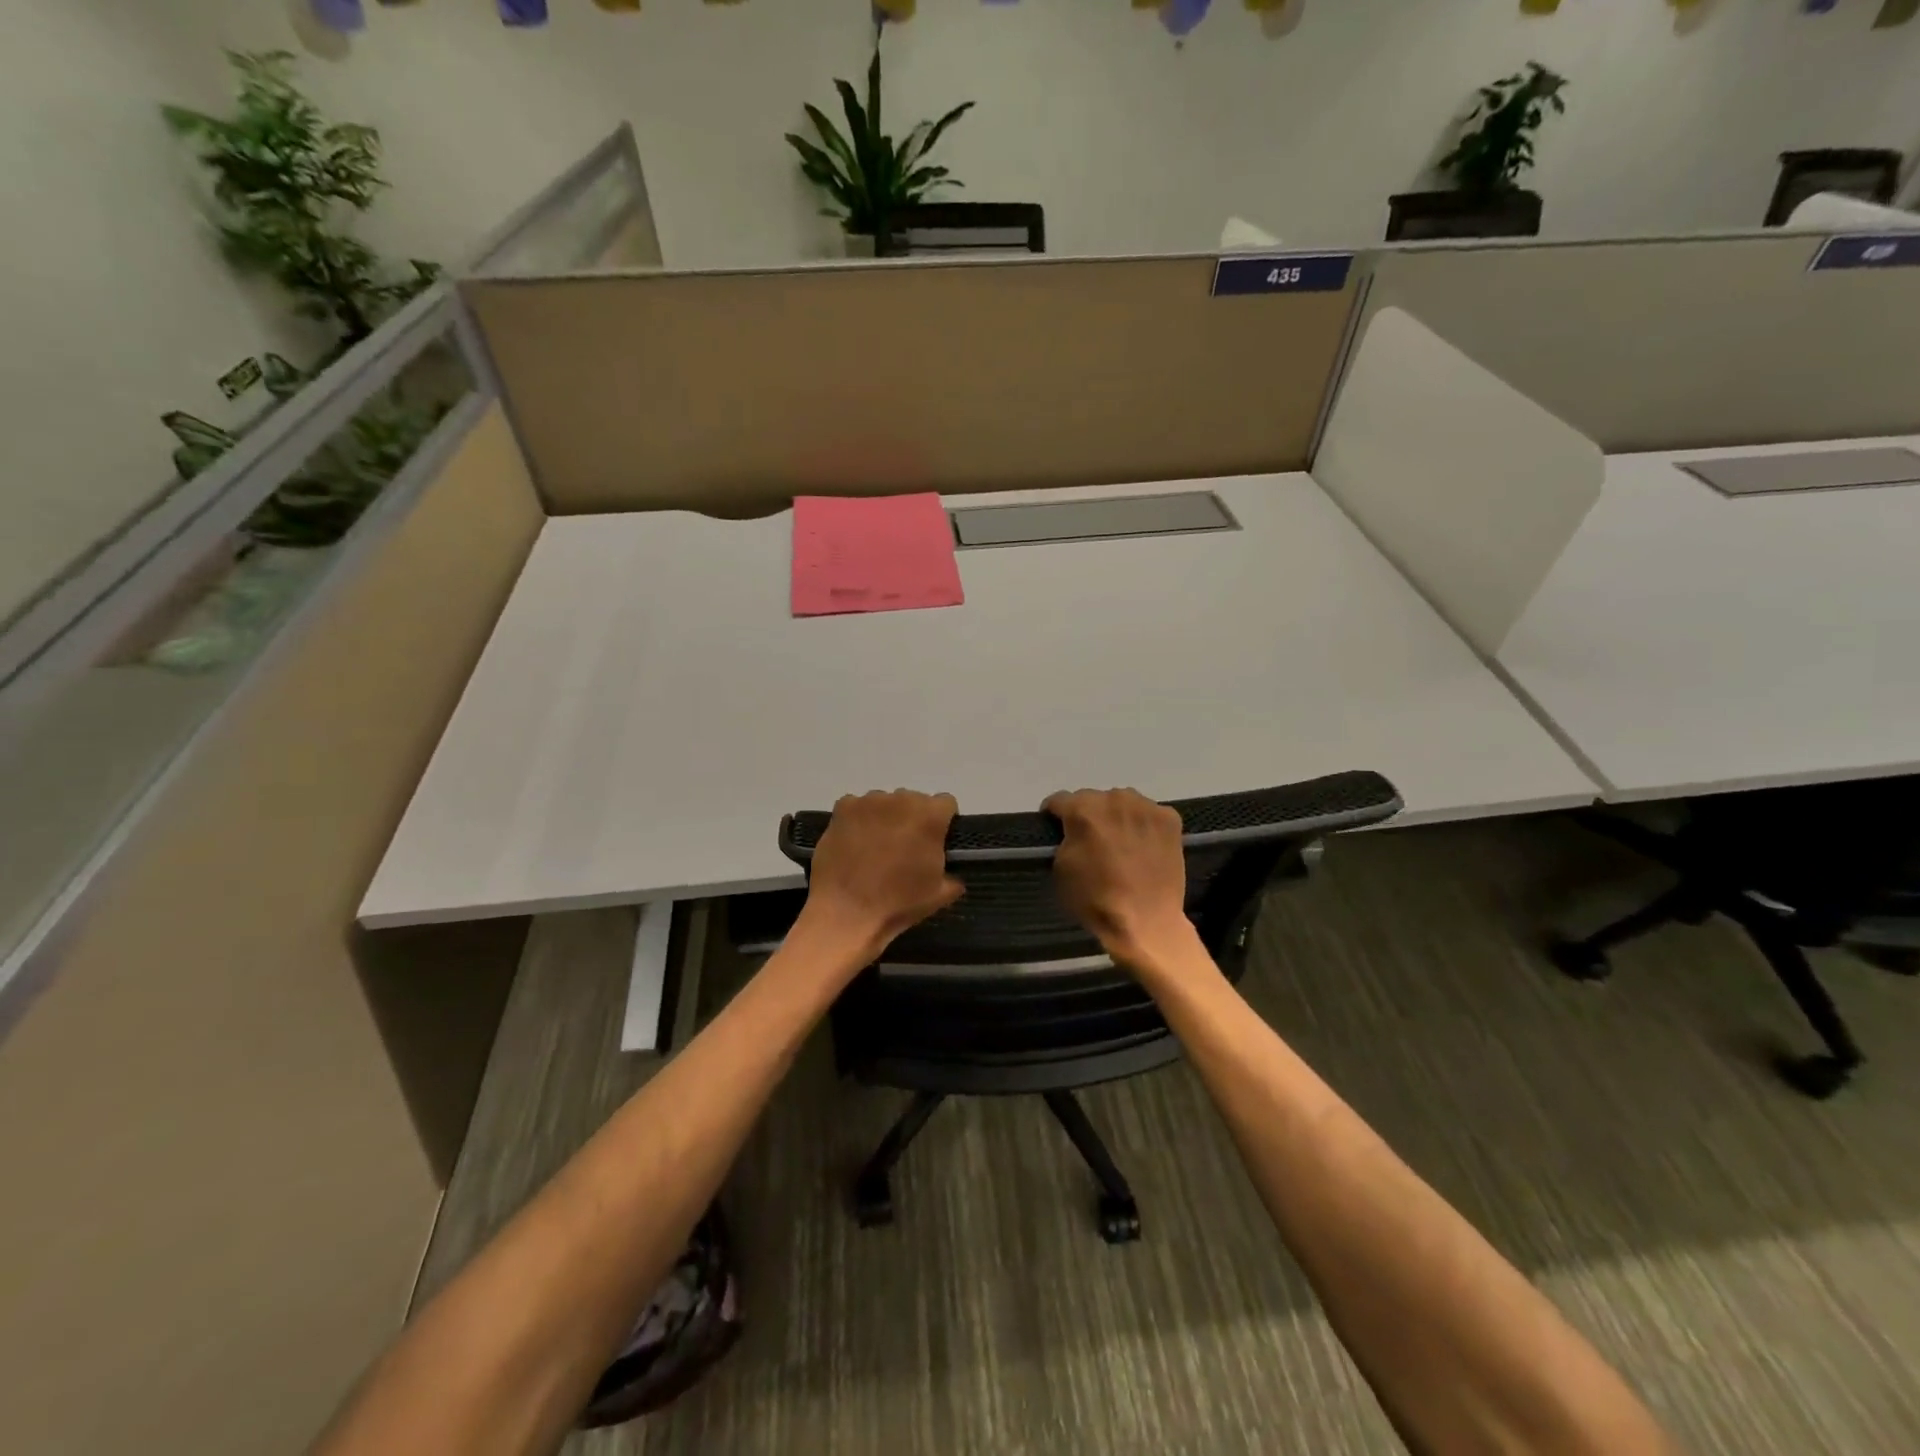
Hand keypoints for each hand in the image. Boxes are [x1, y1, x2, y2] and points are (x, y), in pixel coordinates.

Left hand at [798, 790, 963, 962]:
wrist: (846, 913)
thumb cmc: (898, 904)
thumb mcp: (939, 896)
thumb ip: (954, 877)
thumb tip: (953, 875)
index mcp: (930, 817)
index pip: (946, 804)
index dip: (942, 822)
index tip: (934, 841)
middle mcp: (902, 800)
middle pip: (914, 800)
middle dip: (912, 819)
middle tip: (903, 847)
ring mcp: (869, 801)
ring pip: (885, 802)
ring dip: (885, 818)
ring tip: (875, 847)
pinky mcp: (843, 808)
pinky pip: (857, 806)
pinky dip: (858, 820)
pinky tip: (853, 843)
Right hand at [1045, 788, 1199, 971]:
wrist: (1146, 921)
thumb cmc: (1096, 898)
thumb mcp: (1061, 868)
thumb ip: (1064, 838)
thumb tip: (1071, 829)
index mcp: (1082, 810)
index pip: (1059, 800)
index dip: (1054, 815)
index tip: (1056, 828)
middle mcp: (1114, 798)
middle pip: (1092, 798)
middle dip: (1088, 815)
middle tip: (1092, 840)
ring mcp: (1145, 807)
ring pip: (1122, 802)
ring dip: (1116, 816)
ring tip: (1120, 842)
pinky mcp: (1169, 818)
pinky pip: (1148, 813)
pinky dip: (1143, 824)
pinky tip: (1144, 846)